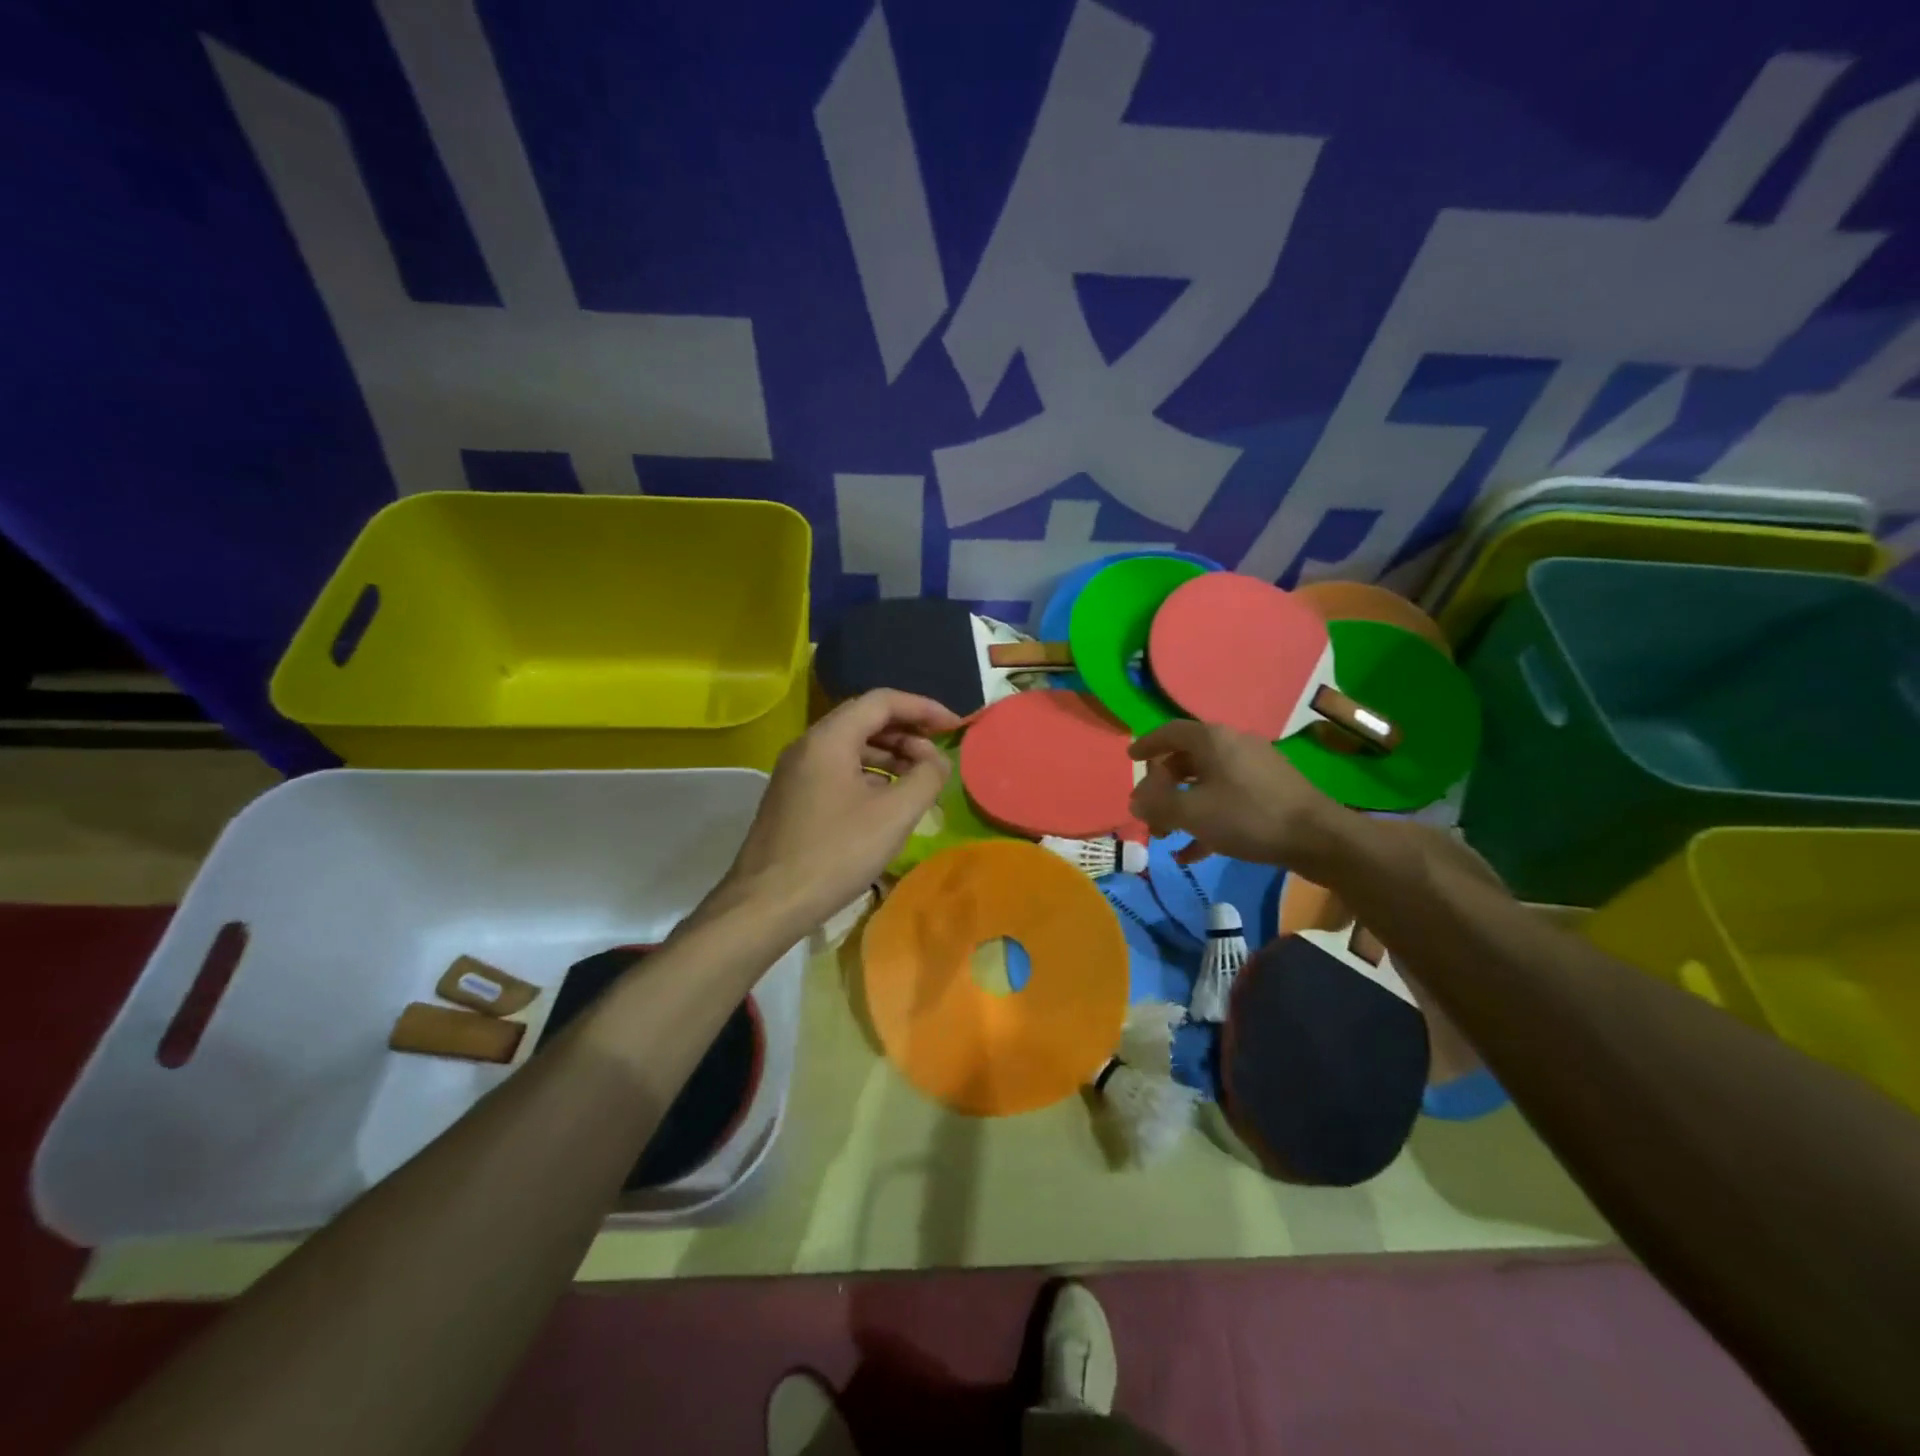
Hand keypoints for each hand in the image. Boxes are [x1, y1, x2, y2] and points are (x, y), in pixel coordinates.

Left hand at [720, 689, 961, 930]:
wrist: (767, 904)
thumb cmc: (835, 854)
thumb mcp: (894, 815)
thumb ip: (926, 778)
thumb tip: (938, 761)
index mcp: (829, 738)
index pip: (882, 701)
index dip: (923, 708)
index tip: (954, 726)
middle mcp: (808, 745)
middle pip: (864, 720)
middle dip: (907, 732)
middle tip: (937, 757)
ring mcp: (796, 772)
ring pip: (851, 747)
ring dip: (890, 755)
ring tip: (919, 780)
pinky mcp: (793, 797)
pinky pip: (837, 770)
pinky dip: (869, 775)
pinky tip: (887, 801)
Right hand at [1128, 719, 1346, 869]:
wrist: (1317, 837)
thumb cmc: (1247, 816)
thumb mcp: (1192, 813)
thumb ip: (1158, 805)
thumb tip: (1136, 802)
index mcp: (1212, 740)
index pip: (1170, 732)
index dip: (1147, 744)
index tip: (1130, 758)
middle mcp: (1233, 745)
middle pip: (1186, 760)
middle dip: (1162, 788)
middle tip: (1148, 812)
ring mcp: (1254, 768)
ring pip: (1206, 783)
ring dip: (1182, 808)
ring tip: (1166, 837)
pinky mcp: (1270, 791)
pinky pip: (1227, 799)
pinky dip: (1207, 819)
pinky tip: (1194, 853)